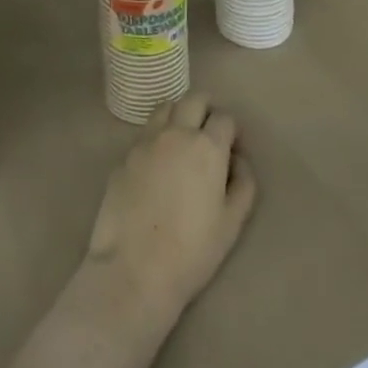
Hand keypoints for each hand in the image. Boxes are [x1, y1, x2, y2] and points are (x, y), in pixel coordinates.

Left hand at [86, 93, 257, 319]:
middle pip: (194, 100)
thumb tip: (237, 159)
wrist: (135, 267)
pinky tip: (158, 163)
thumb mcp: (232, 222)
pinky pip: (145, 133)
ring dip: (179, 114)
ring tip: (183, 140)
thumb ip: (243, 183)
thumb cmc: (192, 250)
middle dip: (206, 110)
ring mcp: (145, 141)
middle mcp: (175, 133)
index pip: (224, 118)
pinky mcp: (124, 155)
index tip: (233, 148)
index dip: (232, 131)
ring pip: (165, 107)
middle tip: (210, 134)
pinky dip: (156, 136)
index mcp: (206, 146)